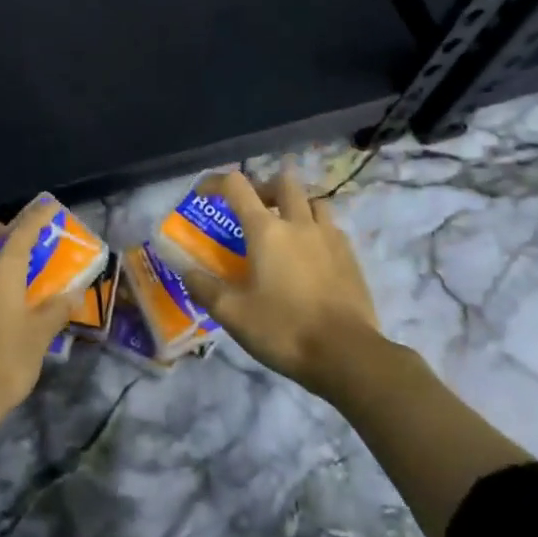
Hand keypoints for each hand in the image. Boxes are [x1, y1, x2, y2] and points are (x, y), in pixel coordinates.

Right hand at [176, 169, 388, 396]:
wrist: (347, 354)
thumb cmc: (284, 329)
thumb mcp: (232, 314)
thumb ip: (204, 288)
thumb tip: (185, 271)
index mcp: (266, 231)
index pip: (236, 186)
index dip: (215, 182)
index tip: (203, 194)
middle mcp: (299, 224)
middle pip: (283, 182)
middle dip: (263, 187)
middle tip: (253, 206)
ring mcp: (330, 237)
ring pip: (314, 201)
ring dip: (296, 204)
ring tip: (286, 226)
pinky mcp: (351, 257)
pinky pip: (332, 227)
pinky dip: (317, 229)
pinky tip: (312, 253)